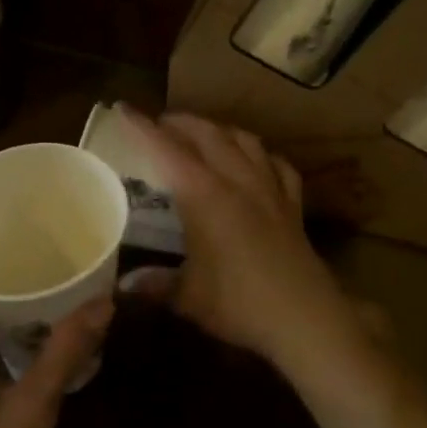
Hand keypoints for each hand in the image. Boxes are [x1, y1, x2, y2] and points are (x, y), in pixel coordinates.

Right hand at [116, 108, 361, 369]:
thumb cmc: (239, 304)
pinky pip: (278, 166)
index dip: (144, 128)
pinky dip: (262, 156)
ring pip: (245, 141)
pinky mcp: (293, 206)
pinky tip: (258, 161)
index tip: (125, 109)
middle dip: (182, 122)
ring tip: (206, 135)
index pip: (167, 150)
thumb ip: (155, 285)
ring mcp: (270, 190)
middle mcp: (238, 181)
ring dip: (221, 130)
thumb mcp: (188, 298)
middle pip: (208, 134)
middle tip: (162, 124)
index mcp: (204, 196)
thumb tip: (122, 287)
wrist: (304, 318)